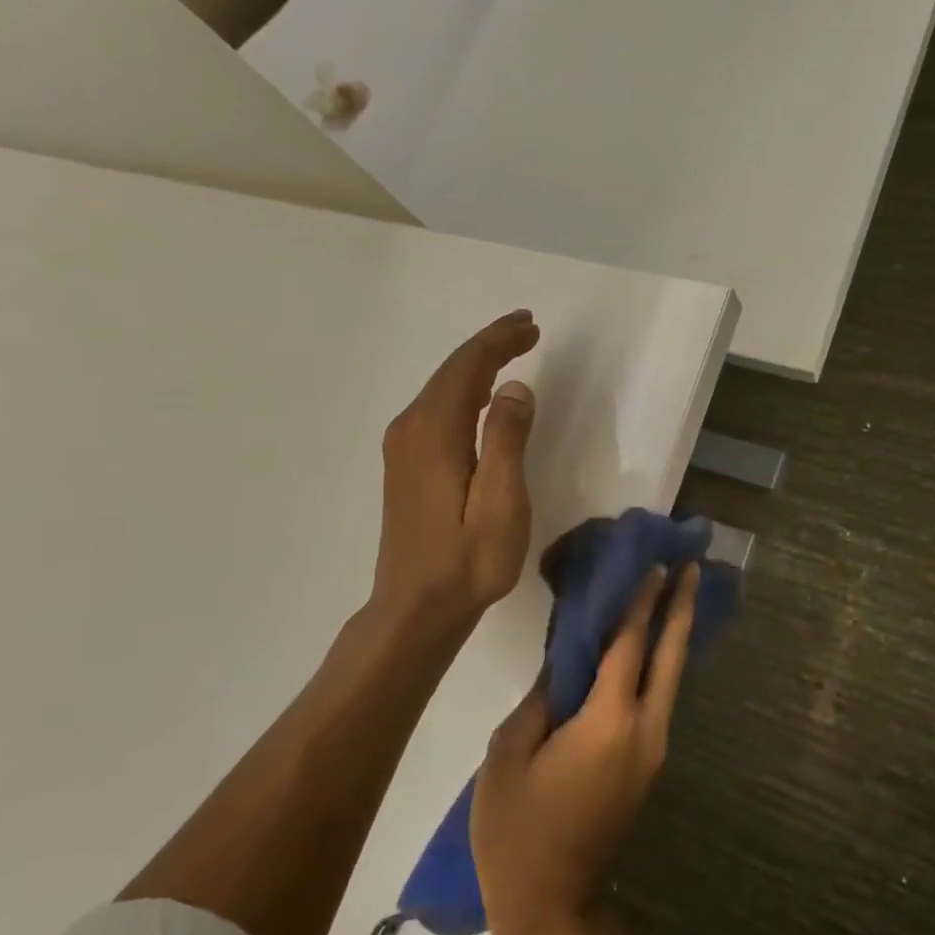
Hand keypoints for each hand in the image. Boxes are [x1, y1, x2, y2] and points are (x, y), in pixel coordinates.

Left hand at [371, 310, 540, 628]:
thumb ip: (507, 441)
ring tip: (511, 351)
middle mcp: (411, 429)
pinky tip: (482, 397)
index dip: (499, 341)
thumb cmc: (467, 561)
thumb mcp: (501, 504)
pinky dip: (464, 391)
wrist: (415, 608)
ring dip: (477, 366)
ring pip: (442, 389)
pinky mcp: (405, 465)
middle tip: (526, 328)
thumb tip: (515, 389)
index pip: (468, 367)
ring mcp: (403, 447)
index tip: (530, 326)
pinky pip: (437, 409)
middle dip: (489, 346)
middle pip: (452, 371)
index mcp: (435, 432)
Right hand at [473, 564, 700, 934]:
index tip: (656, 563)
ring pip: (671, 678)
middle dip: (682, 608)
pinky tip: (652, 648)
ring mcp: (653, 750)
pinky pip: (659, 700)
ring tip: (678, 595)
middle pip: (670, 656)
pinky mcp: (647, 765)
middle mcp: (645, 729)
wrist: (553, 908)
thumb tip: (567, 661)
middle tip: (692, 567)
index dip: (642, 601)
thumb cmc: (518, 831)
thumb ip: (542, 698)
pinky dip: (660, 665)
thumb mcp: (509, 755)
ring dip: (675, 634)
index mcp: (609, 722)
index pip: (630, 645)